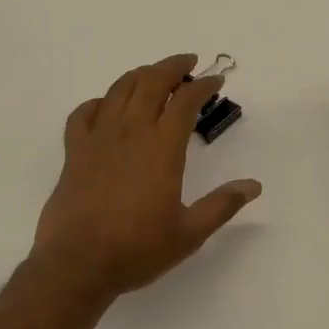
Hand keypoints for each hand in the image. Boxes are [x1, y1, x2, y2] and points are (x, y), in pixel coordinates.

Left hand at [30, 54, 261, 304]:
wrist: (76, 265)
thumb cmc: (137, 248)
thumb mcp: (189, 232)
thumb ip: (222, 205)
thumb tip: (254, 185)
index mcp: (162, 146)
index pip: (186, 100)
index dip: (203, 85)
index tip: (216, 80)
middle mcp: (131, 132)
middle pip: (152, 82)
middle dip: (172, 66)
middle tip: (188, 62)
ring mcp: (99, 139)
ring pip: (119, 90)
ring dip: (140, 75)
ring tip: (153, 75)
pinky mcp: (74, 152)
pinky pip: (83, 114)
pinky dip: (98, 102)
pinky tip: (106, 107)